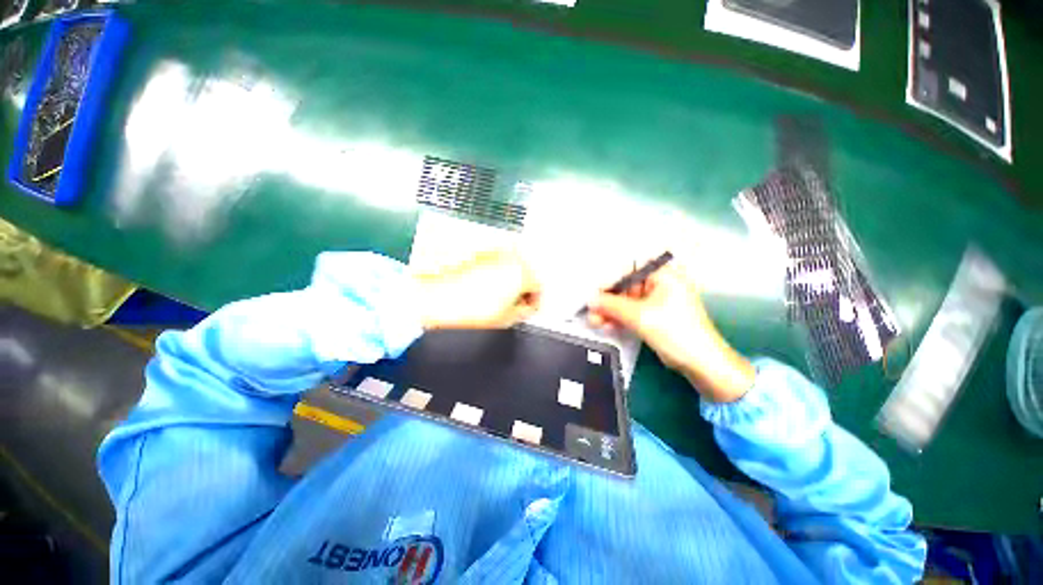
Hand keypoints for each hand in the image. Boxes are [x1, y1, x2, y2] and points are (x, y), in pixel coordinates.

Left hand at [412, 249, 541, 329]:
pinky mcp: (481, 251)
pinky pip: (498, 262)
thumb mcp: (506, 318)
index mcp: (522, 273)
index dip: (534, 302)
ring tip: (496, 297)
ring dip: (510, 280)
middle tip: (513, 304)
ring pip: (512, 267)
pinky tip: (485, 286)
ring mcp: (495, 251)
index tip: (528, 309)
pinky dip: (497, 272)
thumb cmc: (466, 307)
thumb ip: (525, 311)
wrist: (436, 297)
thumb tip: (526, 307)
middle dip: (522, 290)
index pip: (539, 287)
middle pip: (527, 274)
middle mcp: (511, 257)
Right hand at [587, 264, 754, 402]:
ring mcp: (657, 301)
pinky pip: (631, 312)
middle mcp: (660, 284)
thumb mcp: (639, 315)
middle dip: (607, 300)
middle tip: (592, 311)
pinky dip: (619, 318)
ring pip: (626, 301)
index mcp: (663, 275)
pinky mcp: (654, 316)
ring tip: (595, 321)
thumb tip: (590, 299)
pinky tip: (606, 325)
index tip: (594, 294)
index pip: (629, 269)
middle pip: (625, 286)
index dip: (609, 280)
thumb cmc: (675, 331)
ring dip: (610, 311)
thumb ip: (611, 305)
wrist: (700, 362)